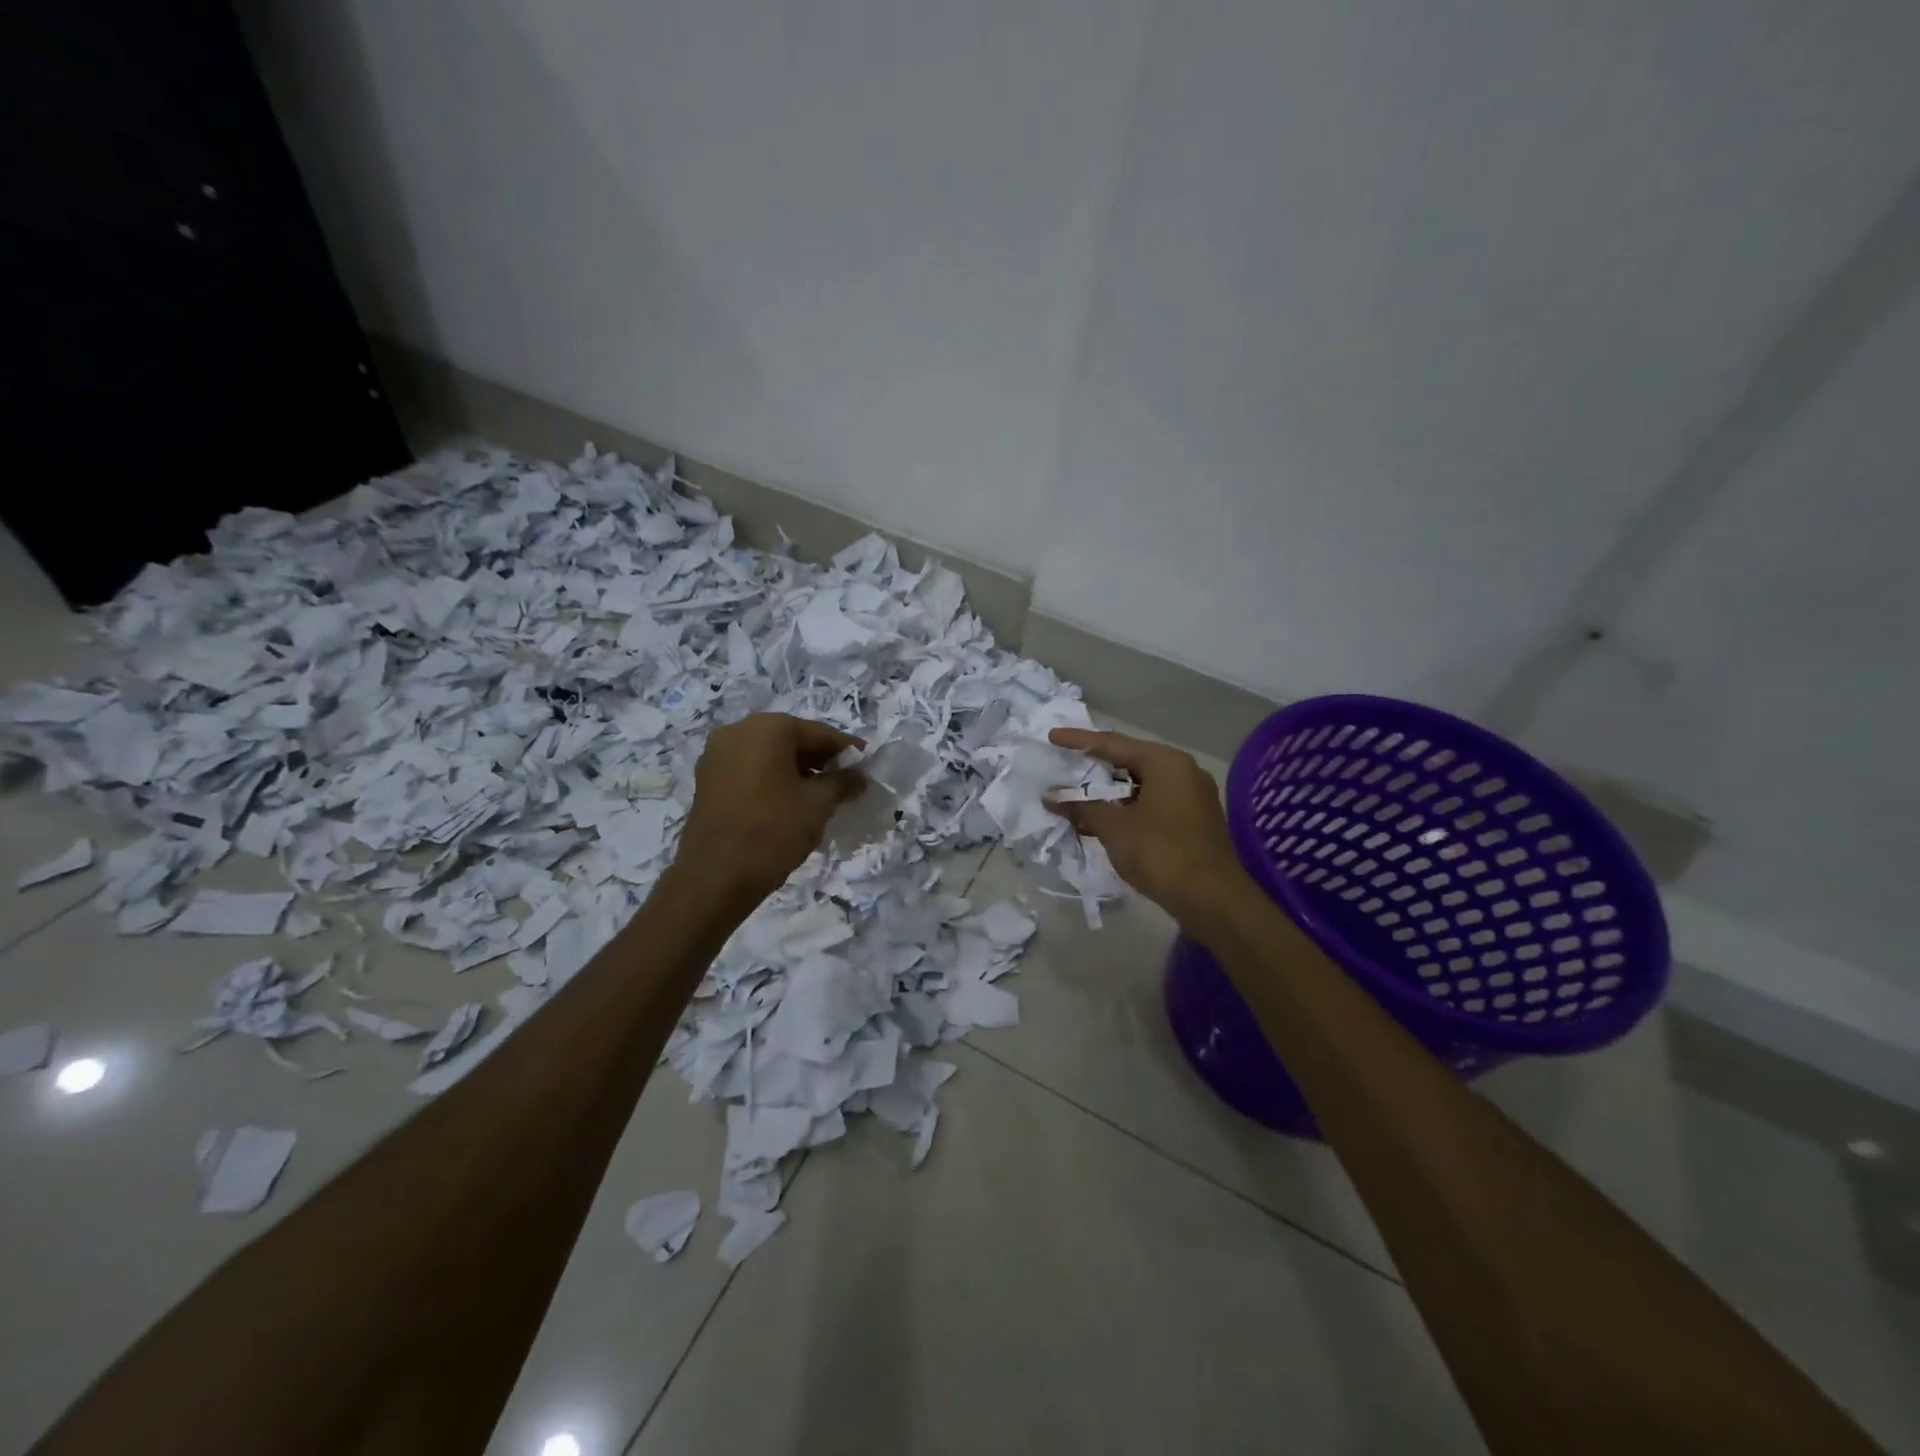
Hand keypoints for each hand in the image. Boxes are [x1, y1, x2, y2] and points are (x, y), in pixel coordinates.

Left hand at [674, 713, 865, 905]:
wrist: (714, 876)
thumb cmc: (773, 831)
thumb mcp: (818, 805)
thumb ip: (843, 783)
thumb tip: (859, 777)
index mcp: (769, 728)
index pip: (820, 733)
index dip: (847, 750)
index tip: (867, 765)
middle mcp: (739, 730)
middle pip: (791, 740)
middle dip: (820, 760)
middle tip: (846, 781)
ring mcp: (717, 755)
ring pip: (769, 755)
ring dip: (796, 770)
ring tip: (821, 794)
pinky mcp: (707, 779)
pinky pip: (749, 770)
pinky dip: (772, 779)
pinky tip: (790, 802)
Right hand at [1045, 728, 1249, 929]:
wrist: (1212, 899)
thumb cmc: (1160, 853)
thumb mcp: (1113, 827)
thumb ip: (1081, 806)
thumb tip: (1052, 796)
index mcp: (1166, 762)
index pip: (1113, 744)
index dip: (1080, 741)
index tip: (1053, 737)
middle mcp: (1184, 771)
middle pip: (1130, 761)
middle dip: (1095, 768)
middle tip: (1066, 766)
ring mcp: (1193, 796)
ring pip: (1142, 785)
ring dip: (1110, 792)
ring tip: (1079, 797)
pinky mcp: (1195, 820)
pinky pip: (1154, 803)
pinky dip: (1128, 807)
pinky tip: (1106, 820)